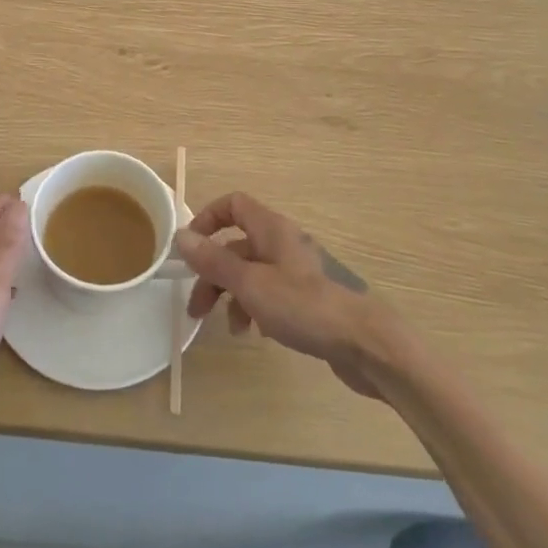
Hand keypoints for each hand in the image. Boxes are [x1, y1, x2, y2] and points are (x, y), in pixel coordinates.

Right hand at [176, 193, 386, 399]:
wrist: (367, 344)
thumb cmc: (305, 306)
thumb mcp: (250, 284)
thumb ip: (214, 261)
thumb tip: (180, 236)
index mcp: (271, 229)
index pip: (233, 204)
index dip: (207, 219)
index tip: (190, 250)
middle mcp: (284, 242)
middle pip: (237, 245)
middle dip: (213, 273)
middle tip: (197, 308)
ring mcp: (298, 270)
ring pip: (253, 273)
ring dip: (233, 296)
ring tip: (231, 328)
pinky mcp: (309, 298)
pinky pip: (271, 293)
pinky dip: (257, 308)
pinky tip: (258, 333)